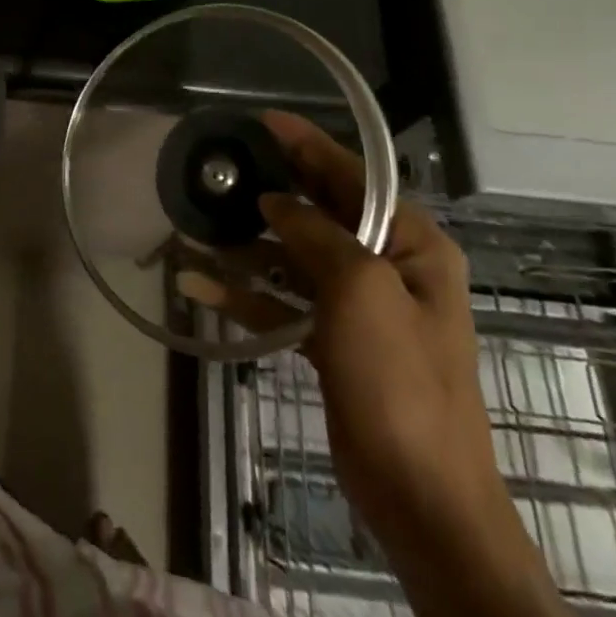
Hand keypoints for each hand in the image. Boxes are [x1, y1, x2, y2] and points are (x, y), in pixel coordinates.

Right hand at [177, 113, 506, 547]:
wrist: (421, 496)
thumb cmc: (399, 382)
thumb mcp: (360, 292)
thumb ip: (316, 234)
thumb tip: (274, 202)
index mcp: (411, 244)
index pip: (354, 176)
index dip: (307, 145)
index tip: (261, 121)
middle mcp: (387, 265)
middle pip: (320, 212)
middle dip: (270, 192)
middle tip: (220, 169)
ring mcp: (358, 306)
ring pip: (293, 257)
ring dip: (246, 246)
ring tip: (194, 227)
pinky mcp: (333, 340)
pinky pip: (284, 301)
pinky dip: (246, 293)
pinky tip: (199, 285)